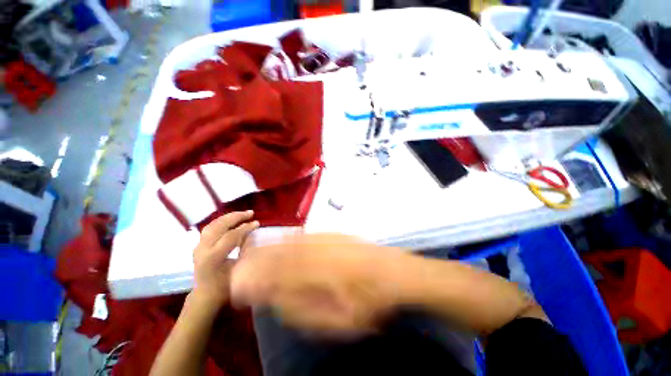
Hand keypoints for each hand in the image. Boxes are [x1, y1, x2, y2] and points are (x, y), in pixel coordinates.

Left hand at [192, 211, 258, 308]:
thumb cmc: (225, 287)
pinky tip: (229, 221)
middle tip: (250, 213)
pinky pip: (210, 229)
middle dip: (236, 217)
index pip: (230, 236)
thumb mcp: (238, 270)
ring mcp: (198, 247)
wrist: (205, 296)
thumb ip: (243, 251)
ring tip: (241, 214)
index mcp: (213, 257)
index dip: (245, 228)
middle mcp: (203, 249)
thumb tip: (251, 236)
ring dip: (228, 217)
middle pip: (219, 226)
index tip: (257, 223)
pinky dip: (221, 222)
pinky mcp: (198, 246)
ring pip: (212, 225)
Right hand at [231, 233, 406, 333]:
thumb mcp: (338, 320)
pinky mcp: (334, 233)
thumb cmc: (369, 301)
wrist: (394, 271)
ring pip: (291, 242)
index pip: (277, 277)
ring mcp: (326, 239)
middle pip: (280, 255)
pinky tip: (282, 239)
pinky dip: (290, 238)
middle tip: (240, 269)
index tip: (237, 285)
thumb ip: (304, 310)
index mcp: (317, 276)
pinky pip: (306, 234)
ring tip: (254, 254)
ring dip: (271, 248)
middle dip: (258, 262)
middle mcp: (318, 253)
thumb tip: (278, 300)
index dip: (255, 280)